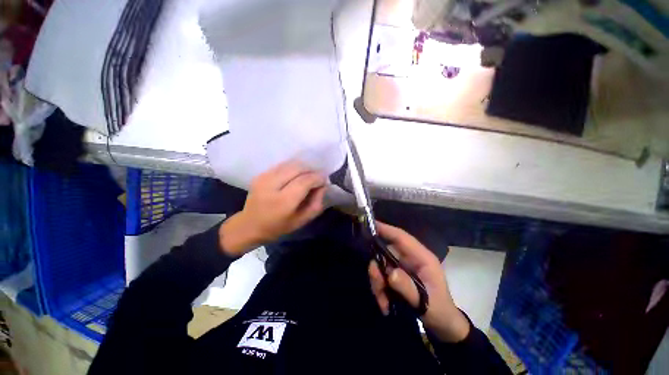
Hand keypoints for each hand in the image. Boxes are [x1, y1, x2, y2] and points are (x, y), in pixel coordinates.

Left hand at [219, 161, 326, 255]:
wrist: (249, 225)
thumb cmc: (278, 227)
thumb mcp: (302, 221)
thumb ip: (316, 203)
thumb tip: (323, 186)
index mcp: (283, 202)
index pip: (305, 181)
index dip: (317, 178)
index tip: (324, 181)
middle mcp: (272, 186)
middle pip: (298, 169)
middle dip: (311, 171)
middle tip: (317, 178)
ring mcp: (264, 178)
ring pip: (290, 164)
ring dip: (303, 168)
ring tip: (308, 176)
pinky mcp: (260, 174)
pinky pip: (282, 165)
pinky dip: (293, 168)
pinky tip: (296, 176)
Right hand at [368, 222, 469, 342]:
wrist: (442, 325)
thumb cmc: (439, 311)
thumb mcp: (426, 303)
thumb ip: (407, 288)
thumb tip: (389, 273)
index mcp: (421, 257)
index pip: (401, 237)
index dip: (386, 229)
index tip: (370, 224)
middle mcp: (409, 259)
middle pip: (385, 252)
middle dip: (377, 268)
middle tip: (377, 284)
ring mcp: (401, 267)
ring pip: (380, 266)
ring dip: (378, 283)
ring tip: (383, 301)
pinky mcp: (396, 276)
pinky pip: (381, 277)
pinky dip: (379, 290)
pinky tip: (385, 304)